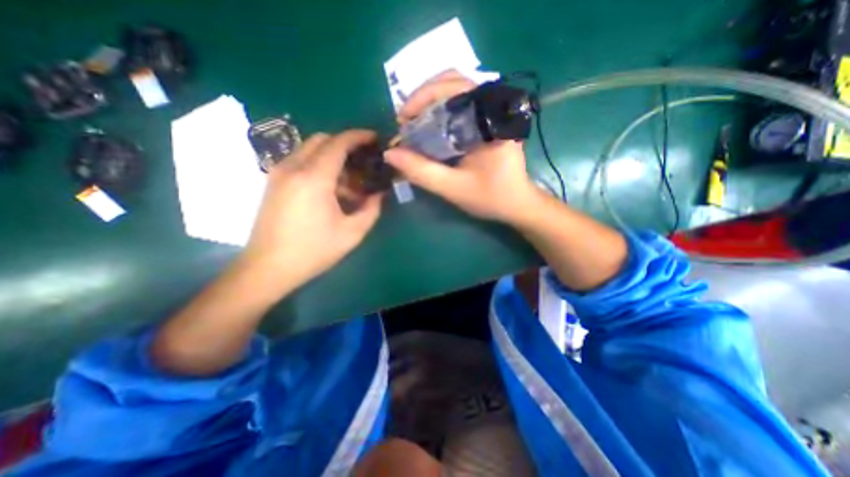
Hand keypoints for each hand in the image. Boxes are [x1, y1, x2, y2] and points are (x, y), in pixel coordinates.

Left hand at [240, 130, 383, 290]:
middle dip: (345, 144)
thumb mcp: (352, 233)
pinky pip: (299, 161)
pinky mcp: (273, 182)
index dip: (358, 136)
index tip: (374, 138)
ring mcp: (279, 173)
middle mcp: (293, 168)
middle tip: (363, 162)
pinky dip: (318, 165)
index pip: (338, 143)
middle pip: (322, 139)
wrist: (268, 267)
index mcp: (314, 178)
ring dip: (331, 156)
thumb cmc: (313, 251)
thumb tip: (379, 194)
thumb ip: (371, 209)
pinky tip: (330, 189)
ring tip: (349, 181)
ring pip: (309, 149)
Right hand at [384, 68, 536, 222]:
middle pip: (454, 81)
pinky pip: (461, 105)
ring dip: (431, 102)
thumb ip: (422, 172)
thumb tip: (390, 154)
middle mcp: (494, 107)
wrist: (516, 204)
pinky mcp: (489, 121)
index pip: (454, 87)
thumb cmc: (490, 197)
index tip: (402, 120)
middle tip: (405, 120)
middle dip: (423, 97)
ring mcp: (493, 112)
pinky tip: (430, 127)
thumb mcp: (453, 188)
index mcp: (490, 120)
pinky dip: (441, 111)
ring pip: (457, 90)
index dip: (422, 97)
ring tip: (414, 123)